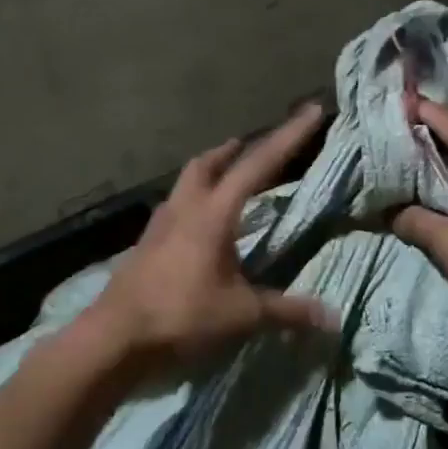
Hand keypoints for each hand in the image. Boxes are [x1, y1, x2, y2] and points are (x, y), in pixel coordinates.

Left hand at [87, 102, 334, 369]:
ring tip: (226, 177)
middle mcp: (185, 208)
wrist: (115, 337)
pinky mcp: (146, 245)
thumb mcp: (241, 315)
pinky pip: (175, 208)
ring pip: (187, 182)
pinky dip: (193, 201)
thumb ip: (286, 311)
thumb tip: (332, 317)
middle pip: (209, 163)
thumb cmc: (181, 316)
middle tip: (253, 146)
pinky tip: (198, 225)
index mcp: (214, 214)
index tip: (311, 111)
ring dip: (209, 171)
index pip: (258, 165)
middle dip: (235, 150)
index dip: (289, 137)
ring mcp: (160, 225)